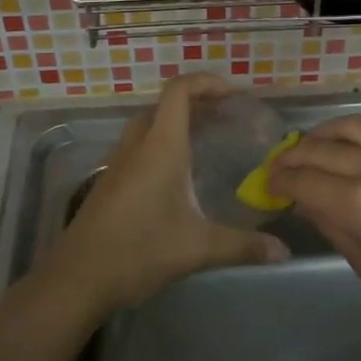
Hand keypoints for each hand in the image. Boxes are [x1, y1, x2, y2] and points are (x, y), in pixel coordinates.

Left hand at [43, 74, 288, 318]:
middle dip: (195, 103)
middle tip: (225, 118)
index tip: (233, 94)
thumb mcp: (197, 249)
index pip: (179, 91)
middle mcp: (137, 146)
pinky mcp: (108, 182)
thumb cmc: (138, 251)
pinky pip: (137, 146)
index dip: (206, 82)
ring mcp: (118, 163)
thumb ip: (243, 246)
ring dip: (175, 123)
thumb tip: (284, 252)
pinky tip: (176, 176)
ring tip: (205, 141)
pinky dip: (160, 143)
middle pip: (164, 105)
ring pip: (147, 125)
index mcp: (160, 147)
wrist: (77, 278)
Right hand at [270, 115, 360, 339]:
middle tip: (279, 167)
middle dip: (293, 157)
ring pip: (350, 126)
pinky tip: (349, 148)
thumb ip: (333, 227)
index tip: (267, 185)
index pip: (303, 180)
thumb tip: (306, 202)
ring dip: (322, 134)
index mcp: (359, 203)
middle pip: (320, 148)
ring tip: (310, 147)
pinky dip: (355, 134)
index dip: (278, 181)